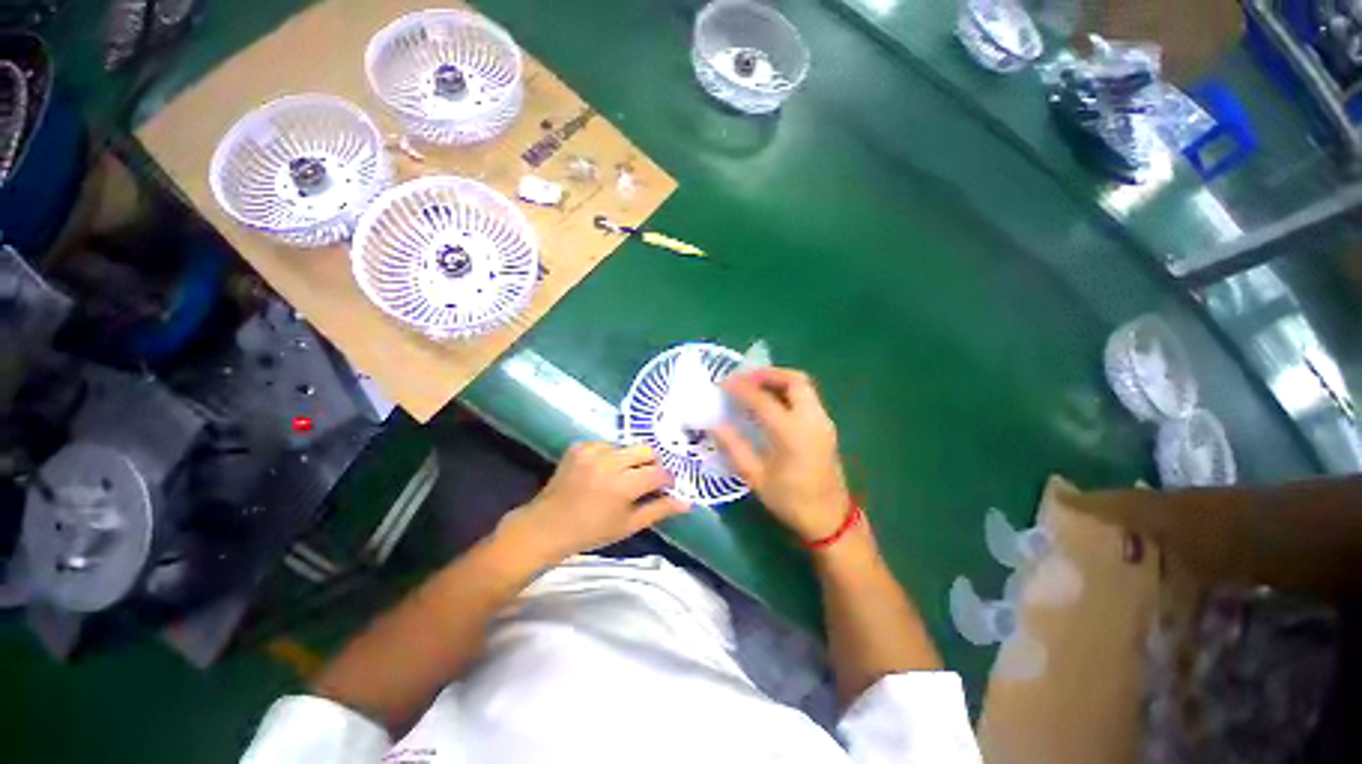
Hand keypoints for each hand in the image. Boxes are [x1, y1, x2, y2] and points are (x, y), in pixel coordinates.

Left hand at [499, 442, 689, 564]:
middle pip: (646, 450)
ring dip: (630, 459)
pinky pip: (606, 444)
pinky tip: (602, 470)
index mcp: (623, 486)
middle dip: (651, 464)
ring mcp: (592, 452)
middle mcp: (609, 463)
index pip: (658, 472)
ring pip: (627, 445)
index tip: (665, 486)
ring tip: (621, 476)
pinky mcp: (579, 447)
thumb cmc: (590, 532)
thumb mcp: (628, 526)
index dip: (667, 479)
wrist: (546, 526)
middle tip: (645, 479)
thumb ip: (659, 510)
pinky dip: (610, 455)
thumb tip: (687, 503)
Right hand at [713, 368, 852, 544]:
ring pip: (803, 386)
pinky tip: (770, 403)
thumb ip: (735, 448)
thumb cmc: (791, 501)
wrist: (831, 519)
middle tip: (744, 379)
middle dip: (767, 374)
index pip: (763, 399)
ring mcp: (823, 421)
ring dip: (778, 380)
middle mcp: (812, 419)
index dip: (741, 388)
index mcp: (792, 433)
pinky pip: (807, 397)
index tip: (722, 384)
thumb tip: (715, 424)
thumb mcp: (757, 478)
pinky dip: (787, 391)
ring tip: (754, 387)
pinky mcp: (826, 426)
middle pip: (793, 380)